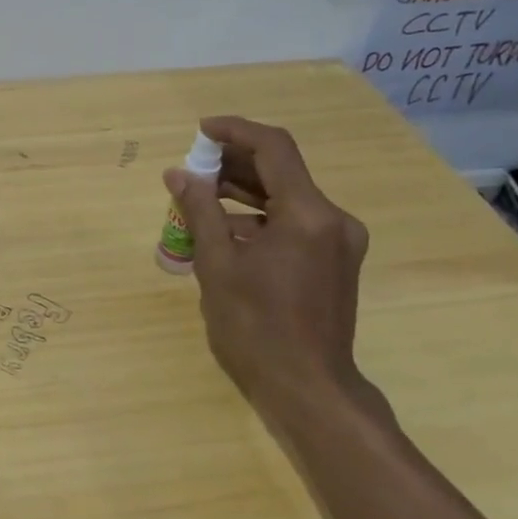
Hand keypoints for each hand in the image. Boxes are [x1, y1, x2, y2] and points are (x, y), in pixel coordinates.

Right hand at [164, 117, 382, 415]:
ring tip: (198, 196)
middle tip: (191, 168)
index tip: (200, 131)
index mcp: (309, 215)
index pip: (273, 148)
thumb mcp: (217, 264)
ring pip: (286, 198)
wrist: (308, 388)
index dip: (234, 131)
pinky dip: (258, 218)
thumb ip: (200, 211)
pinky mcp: (334, 262)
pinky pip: (293, 223)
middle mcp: (333, 220)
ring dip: (243, 192)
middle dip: (233, 164)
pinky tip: (224, 230)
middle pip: (281, 171)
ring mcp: (338, 242)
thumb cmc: (255, 326)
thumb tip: (179, 174)